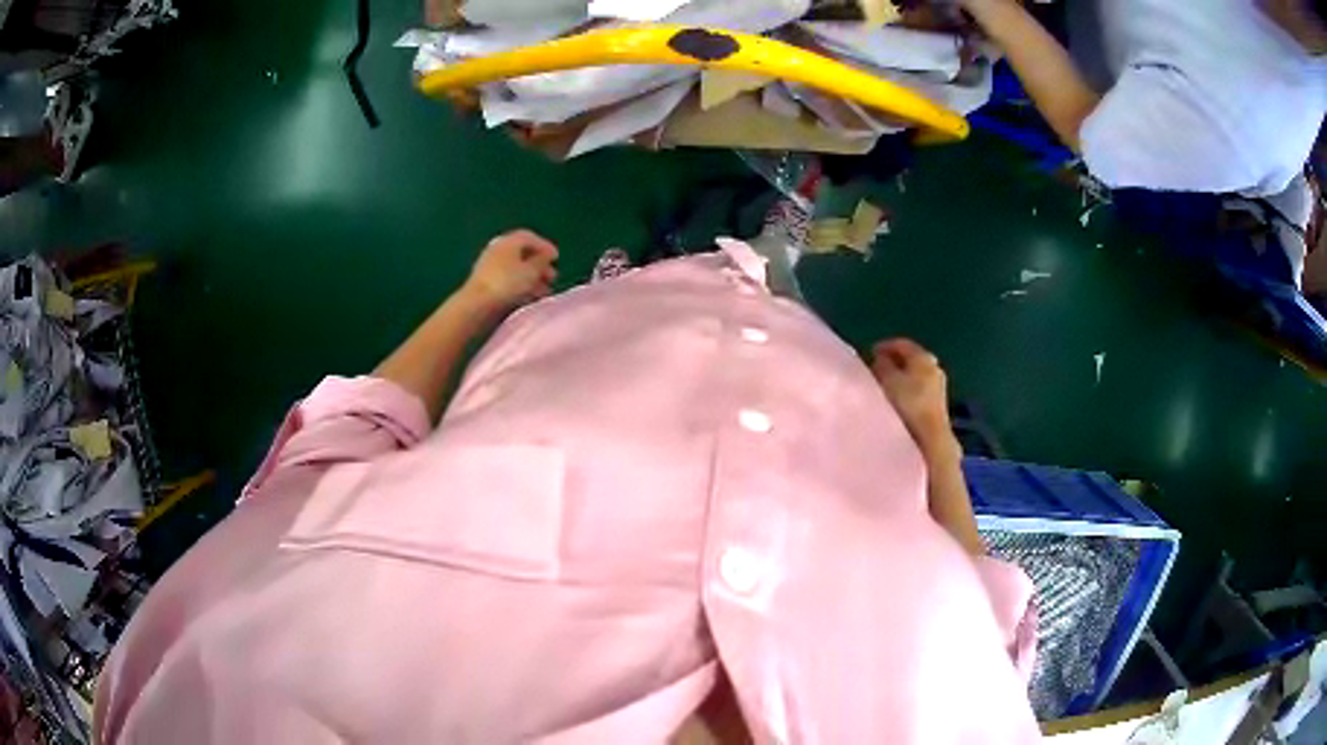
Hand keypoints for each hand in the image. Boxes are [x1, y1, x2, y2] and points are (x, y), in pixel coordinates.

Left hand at [464, 230, 558, 310]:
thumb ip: (542, 261)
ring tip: (544, 292)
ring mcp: (489, 265)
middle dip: (539, 265)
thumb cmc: (507, 283)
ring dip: (531, 278)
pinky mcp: (485, 282)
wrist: (477, 303)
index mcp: (509, 241)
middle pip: (522, 253)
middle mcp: (498, 249)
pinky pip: (507, 279)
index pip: (529, 237)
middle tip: (552, 276)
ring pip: (515, 268)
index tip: (556, 258)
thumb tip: (546, 255)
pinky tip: (528, 297)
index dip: (544, 246)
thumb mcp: (531, 271)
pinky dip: (520, 286)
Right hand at [870, 339, 959, 461]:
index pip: (902, 344)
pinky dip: (908, 391)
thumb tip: (881, 359)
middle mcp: (934, 367)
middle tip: (877, 369)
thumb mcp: (888, 380)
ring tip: (885, 387)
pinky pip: (919, 391)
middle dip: (894, 362)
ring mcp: (938, 387)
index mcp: (923, 357)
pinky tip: (898, 401)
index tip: (870, 353)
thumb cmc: (908, 404)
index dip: (885, 346)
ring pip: (916, 376)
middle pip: (911, 359)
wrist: (930, 438)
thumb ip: (882, 366)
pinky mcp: (937, 405)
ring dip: (901, 378)